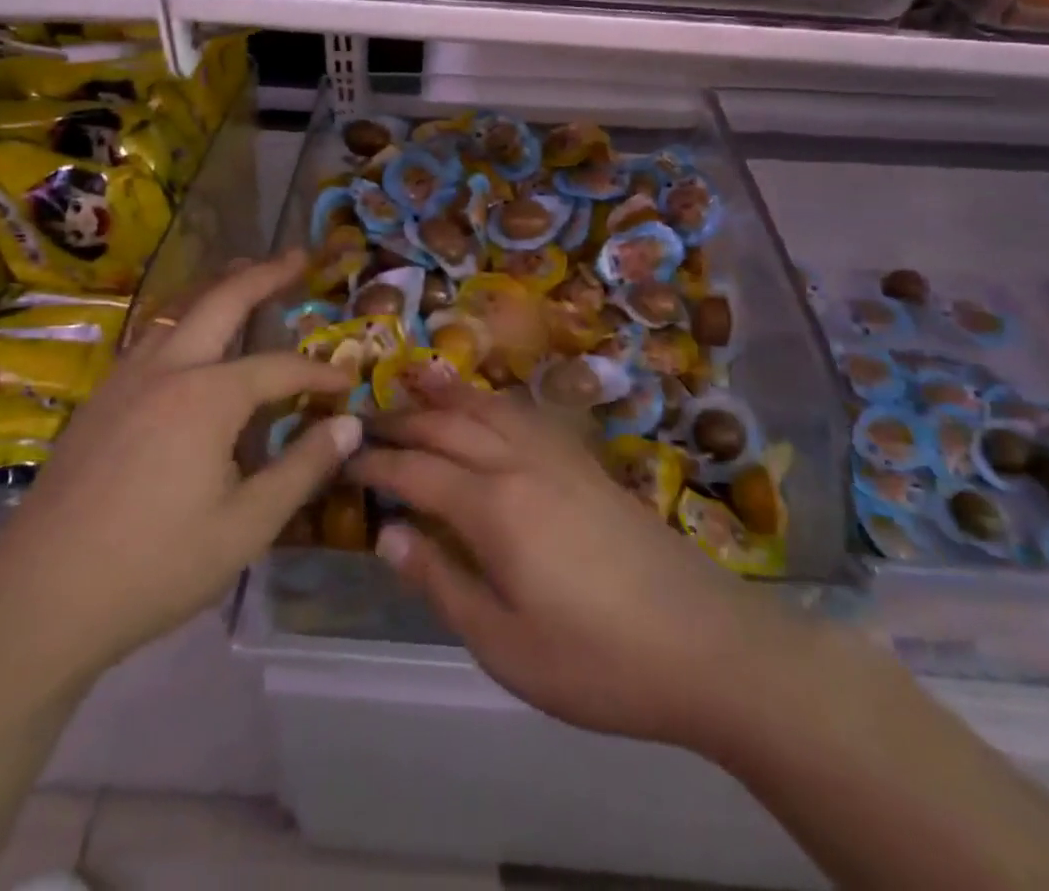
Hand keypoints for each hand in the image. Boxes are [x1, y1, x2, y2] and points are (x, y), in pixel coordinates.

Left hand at [0, 253, 359, 678]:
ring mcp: (125, 380)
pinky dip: (183, 320)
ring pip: (178, 311)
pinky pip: (150, 339)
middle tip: (298, 255)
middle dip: (265, 274)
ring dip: (217, 288)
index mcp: (208, 396)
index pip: (280, 367)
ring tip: (244, 273)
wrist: (38, 598)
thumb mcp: (247, 526)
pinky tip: (188, 340)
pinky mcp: (98, 401)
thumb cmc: (156, 566)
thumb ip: (303, 467)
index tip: (347, 383)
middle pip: (222, 300)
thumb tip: (349, 425)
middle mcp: (167, 369)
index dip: (319, 373)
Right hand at [351, 372, 813, 752]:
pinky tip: (489, 408)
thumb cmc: (596, 660)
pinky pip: (526, 414)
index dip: (375, 465)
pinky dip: (493, 402)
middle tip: (365, 424)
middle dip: (401, 422)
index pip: (415, 470)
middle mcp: (520, 463)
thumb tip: (389, 534)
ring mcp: (559, 456)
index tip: (343, 460)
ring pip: (488, 407)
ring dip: (446, 398)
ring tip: (416, 390)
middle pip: (448, 426)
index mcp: (493, 506)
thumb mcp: (504, 644)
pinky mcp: (588, 463)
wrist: (705, 645)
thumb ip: (441, 581)